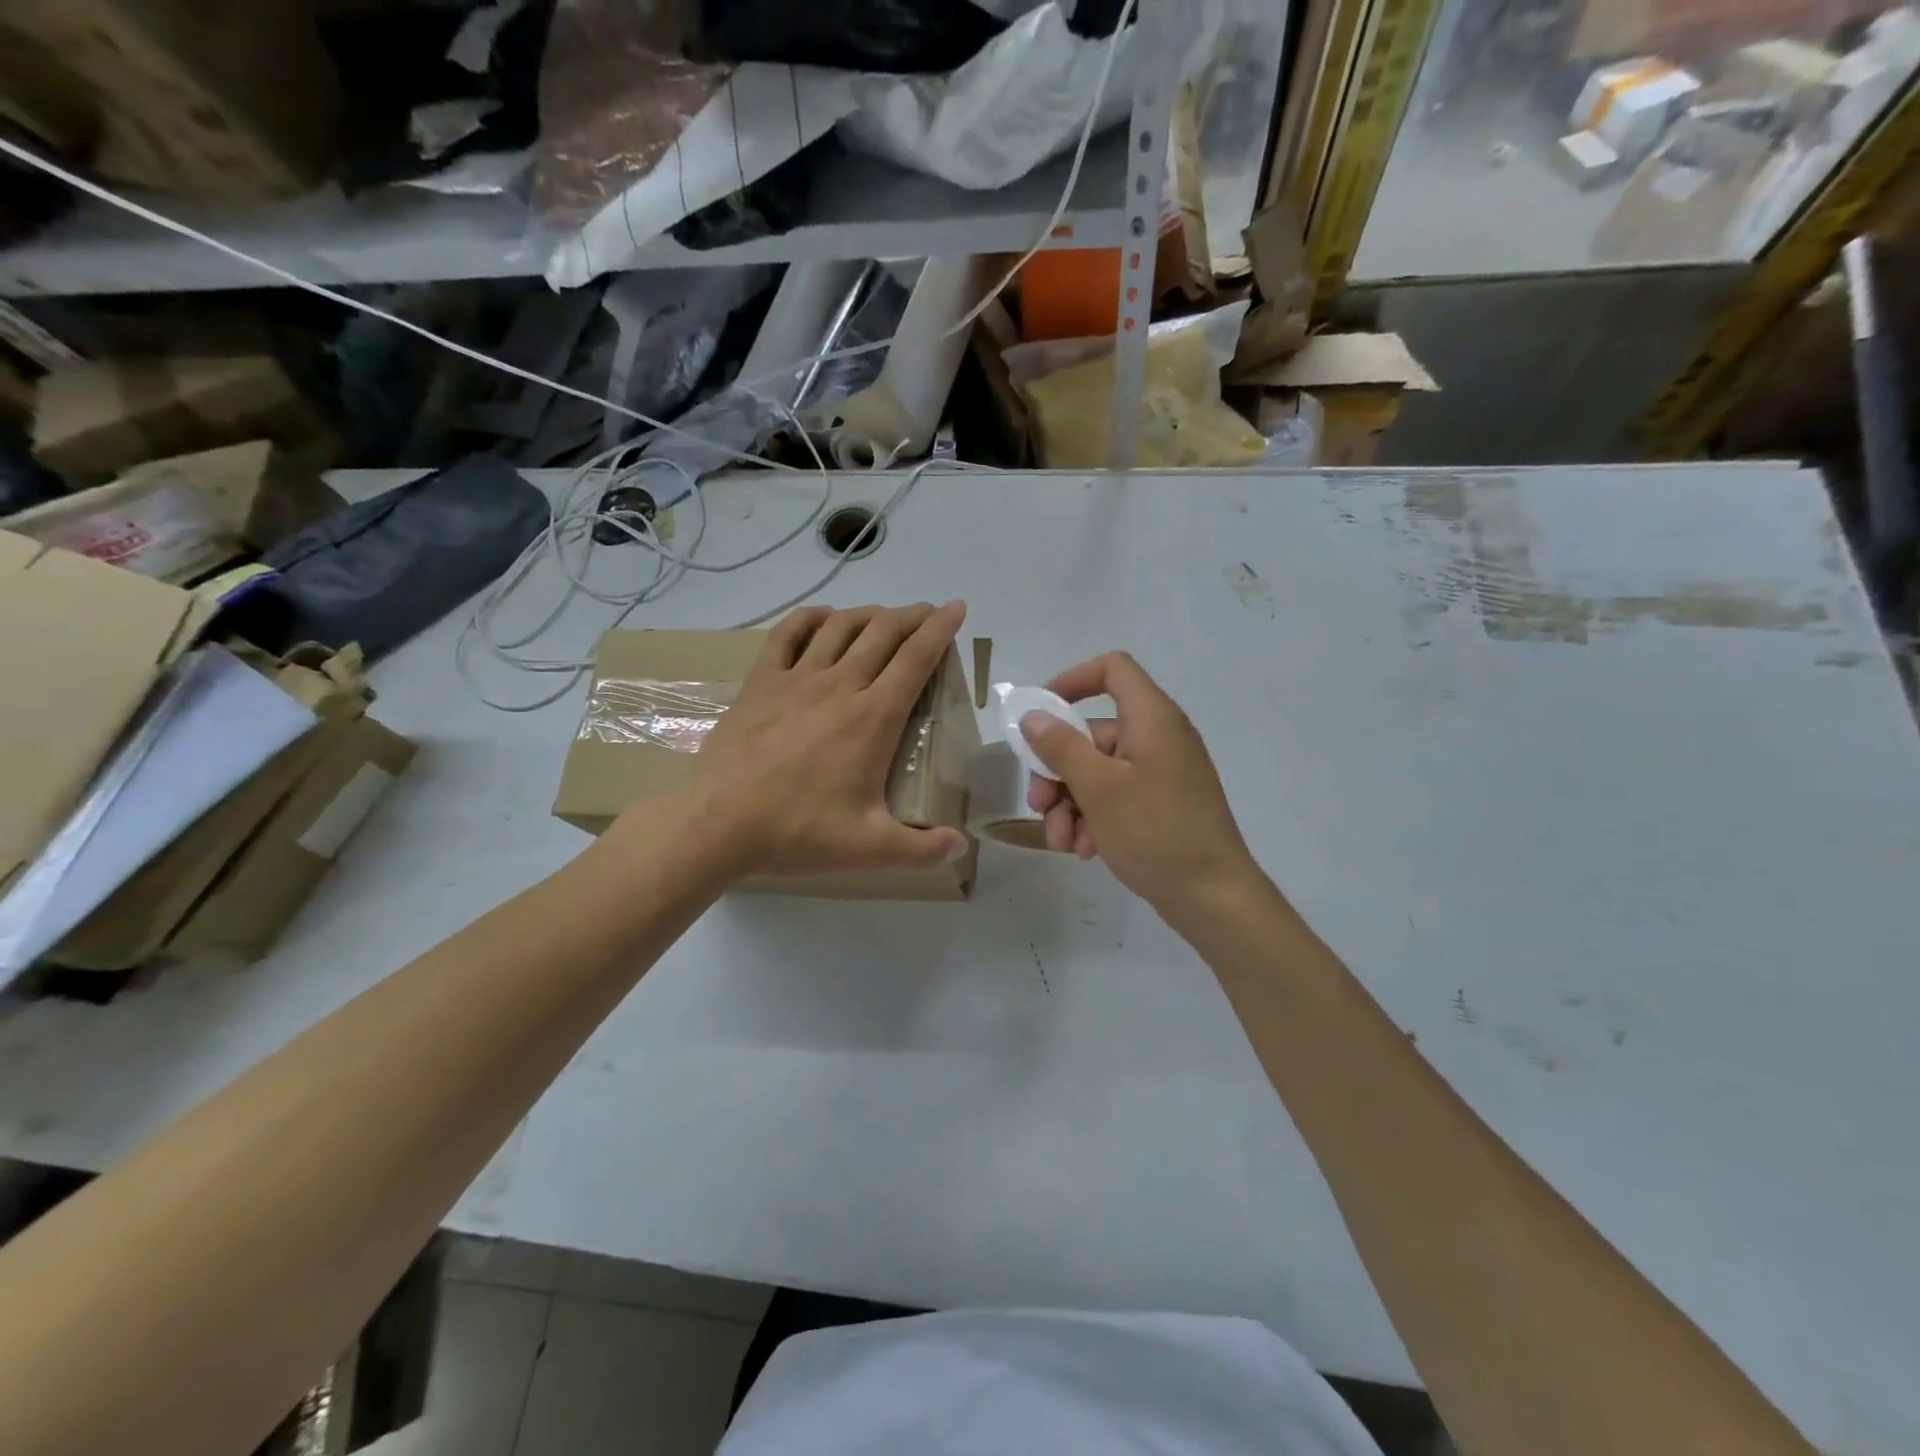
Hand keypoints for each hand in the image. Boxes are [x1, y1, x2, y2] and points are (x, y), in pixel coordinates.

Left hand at [665, 601, 970, 878]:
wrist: (718, 824)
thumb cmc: (798, 832)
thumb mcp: (869, 848)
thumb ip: (922, 849)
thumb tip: (961, 846)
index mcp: (873, 718)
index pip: (916, 658)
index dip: (941, 629)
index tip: (957, 608)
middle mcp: (839, 685)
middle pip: (883, 632)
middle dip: (912, 615)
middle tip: (928, 613)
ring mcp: (796, 679)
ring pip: (840, 626)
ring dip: (868, 613)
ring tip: (884, 616)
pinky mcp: (760, 682)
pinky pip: (787, 635)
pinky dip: (810, 618)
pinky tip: (823, 617)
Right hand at [1021, 652, 1258, 918]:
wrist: (1213, 897)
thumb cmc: (1155, 832)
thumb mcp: (1098, 788)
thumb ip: (1061, 747)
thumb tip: (1034, 716)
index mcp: (1152, 719)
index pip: (1113, 670)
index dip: (1073, 680)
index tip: (1040, 713)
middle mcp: (1159, 738)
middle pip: (1093, 734)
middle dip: (1058, 771)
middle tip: (1037, 805)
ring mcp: (1161, 773)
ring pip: (1098, 772)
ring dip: (1070, 804)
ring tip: (1062, 842)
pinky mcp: (1161, 804)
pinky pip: (1116, 796)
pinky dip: (1094, 818)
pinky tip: (1085, 850)